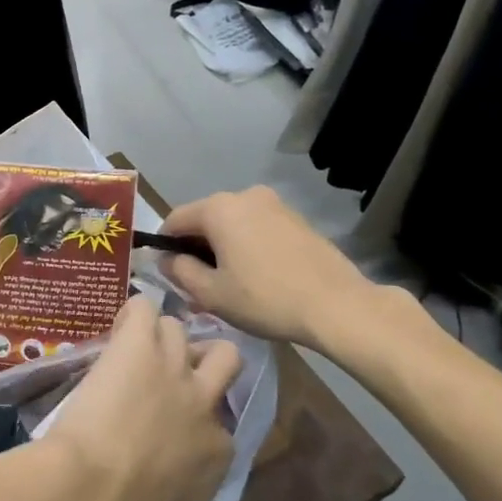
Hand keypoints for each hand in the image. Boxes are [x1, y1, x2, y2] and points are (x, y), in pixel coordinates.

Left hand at [37, 296, 241, 500]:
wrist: (88, 498)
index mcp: (215, 452)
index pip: (219, 421)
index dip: (196, 418)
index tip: (170, 424)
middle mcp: (203, 404)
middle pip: (224, 358)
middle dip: (203, 357)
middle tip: (169, 367)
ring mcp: (172, 369)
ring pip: (179, 328)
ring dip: (158, 335)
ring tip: (130, 346)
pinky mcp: (137, 345)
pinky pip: (143, 308)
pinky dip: (131, 313)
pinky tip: (116, 327)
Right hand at [159, 186, 392, 350]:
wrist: (337, 305)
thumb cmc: (265, 299)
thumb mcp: (211, 293)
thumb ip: (180, 271)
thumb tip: (166, 259)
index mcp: (219, 208)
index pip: (175, 219)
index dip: (164, 245)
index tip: (167, 272)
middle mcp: (244, 195)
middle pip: (205, 218)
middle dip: (195, 247)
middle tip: (196, 283)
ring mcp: (274, 204)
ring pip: (232, 223)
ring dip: (223, 246)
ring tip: (228, 282)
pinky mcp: (296, 218)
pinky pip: (257, 227)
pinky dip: (247, 245)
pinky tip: (256, 275)